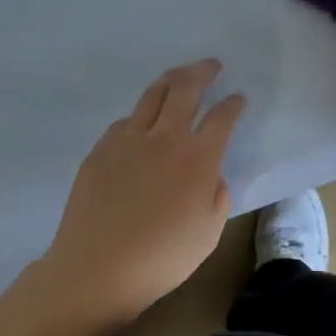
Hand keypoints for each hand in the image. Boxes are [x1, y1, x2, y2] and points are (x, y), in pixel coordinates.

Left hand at [42, 59, 244, 326]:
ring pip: (153, 94)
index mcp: (198, 158)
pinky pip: (126, 120)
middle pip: (186, 89)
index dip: (234, 104)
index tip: (239, 99)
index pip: (222, 117)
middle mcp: (166, 138)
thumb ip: (218, 197)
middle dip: (203, 72)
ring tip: (179, 75)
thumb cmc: (161, 258)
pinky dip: (142, 113)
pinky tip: (143, 122)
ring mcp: (129, 140)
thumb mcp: (209, 233)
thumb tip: (212, 175)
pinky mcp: (101, 149)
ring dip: (171, 79)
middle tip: (212, 65)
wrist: (96, 270)